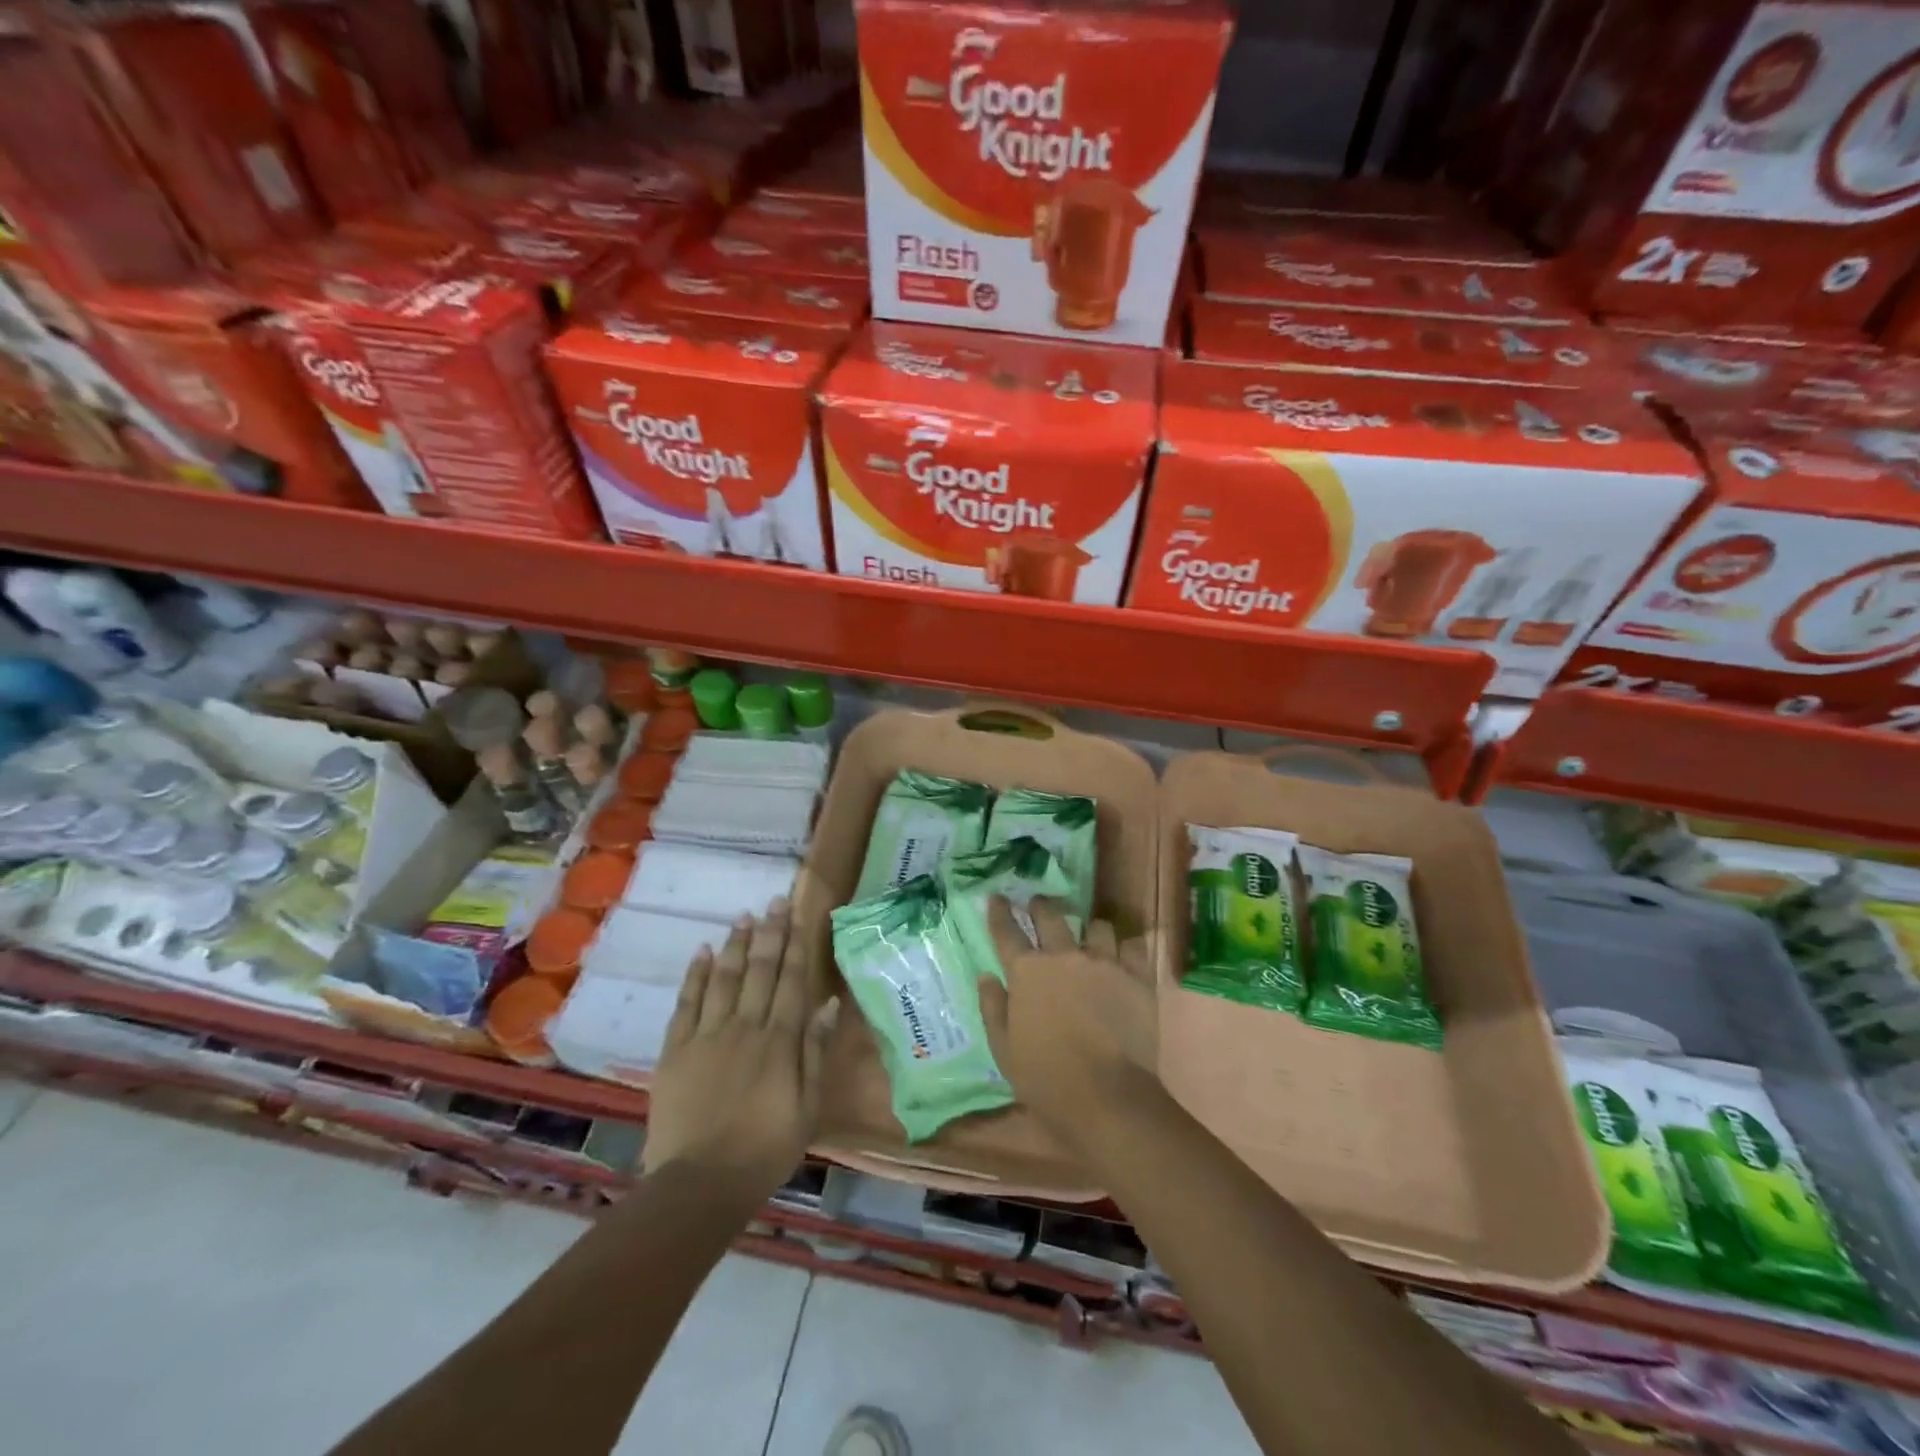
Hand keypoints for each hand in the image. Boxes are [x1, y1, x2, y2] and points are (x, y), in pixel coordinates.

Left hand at [642, 900, 838, 1195]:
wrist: (699, 1185)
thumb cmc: (764, 1150)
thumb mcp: (806, 1107)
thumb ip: (814, 1052)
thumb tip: (829, 1004)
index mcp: (779, 1041)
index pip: (791, 982)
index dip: (796, 945)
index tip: (798, 914)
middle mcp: (744, 1027)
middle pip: (760, 971)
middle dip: (770, 933)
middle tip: (774, 901)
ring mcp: (706, 1036)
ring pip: (724, 978)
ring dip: (736, 945)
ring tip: (744, 917)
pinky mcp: (675, 1050)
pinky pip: (686, 1003)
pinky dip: (695, 975)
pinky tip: (702, 951)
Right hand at [978, 897, 1158, 1142]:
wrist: (1108, 1097)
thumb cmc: (1046, 1078)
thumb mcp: (1004, 1050)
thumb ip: (993, 1008)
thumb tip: (987, 976)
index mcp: (1027, 971)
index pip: (1006, 931)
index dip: (999, 911)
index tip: (997, 897)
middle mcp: (1064, 955)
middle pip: (1050, 915)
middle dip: (1041, 906)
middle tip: (1039, 904)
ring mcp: (1104, 962)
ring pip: (1097, 926)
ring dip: (1089, 930)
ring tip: (1090, 937)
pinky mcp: (1136, 976)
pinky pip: (1132, 946)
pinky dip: (1125, 948)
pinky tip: (1123, 956)